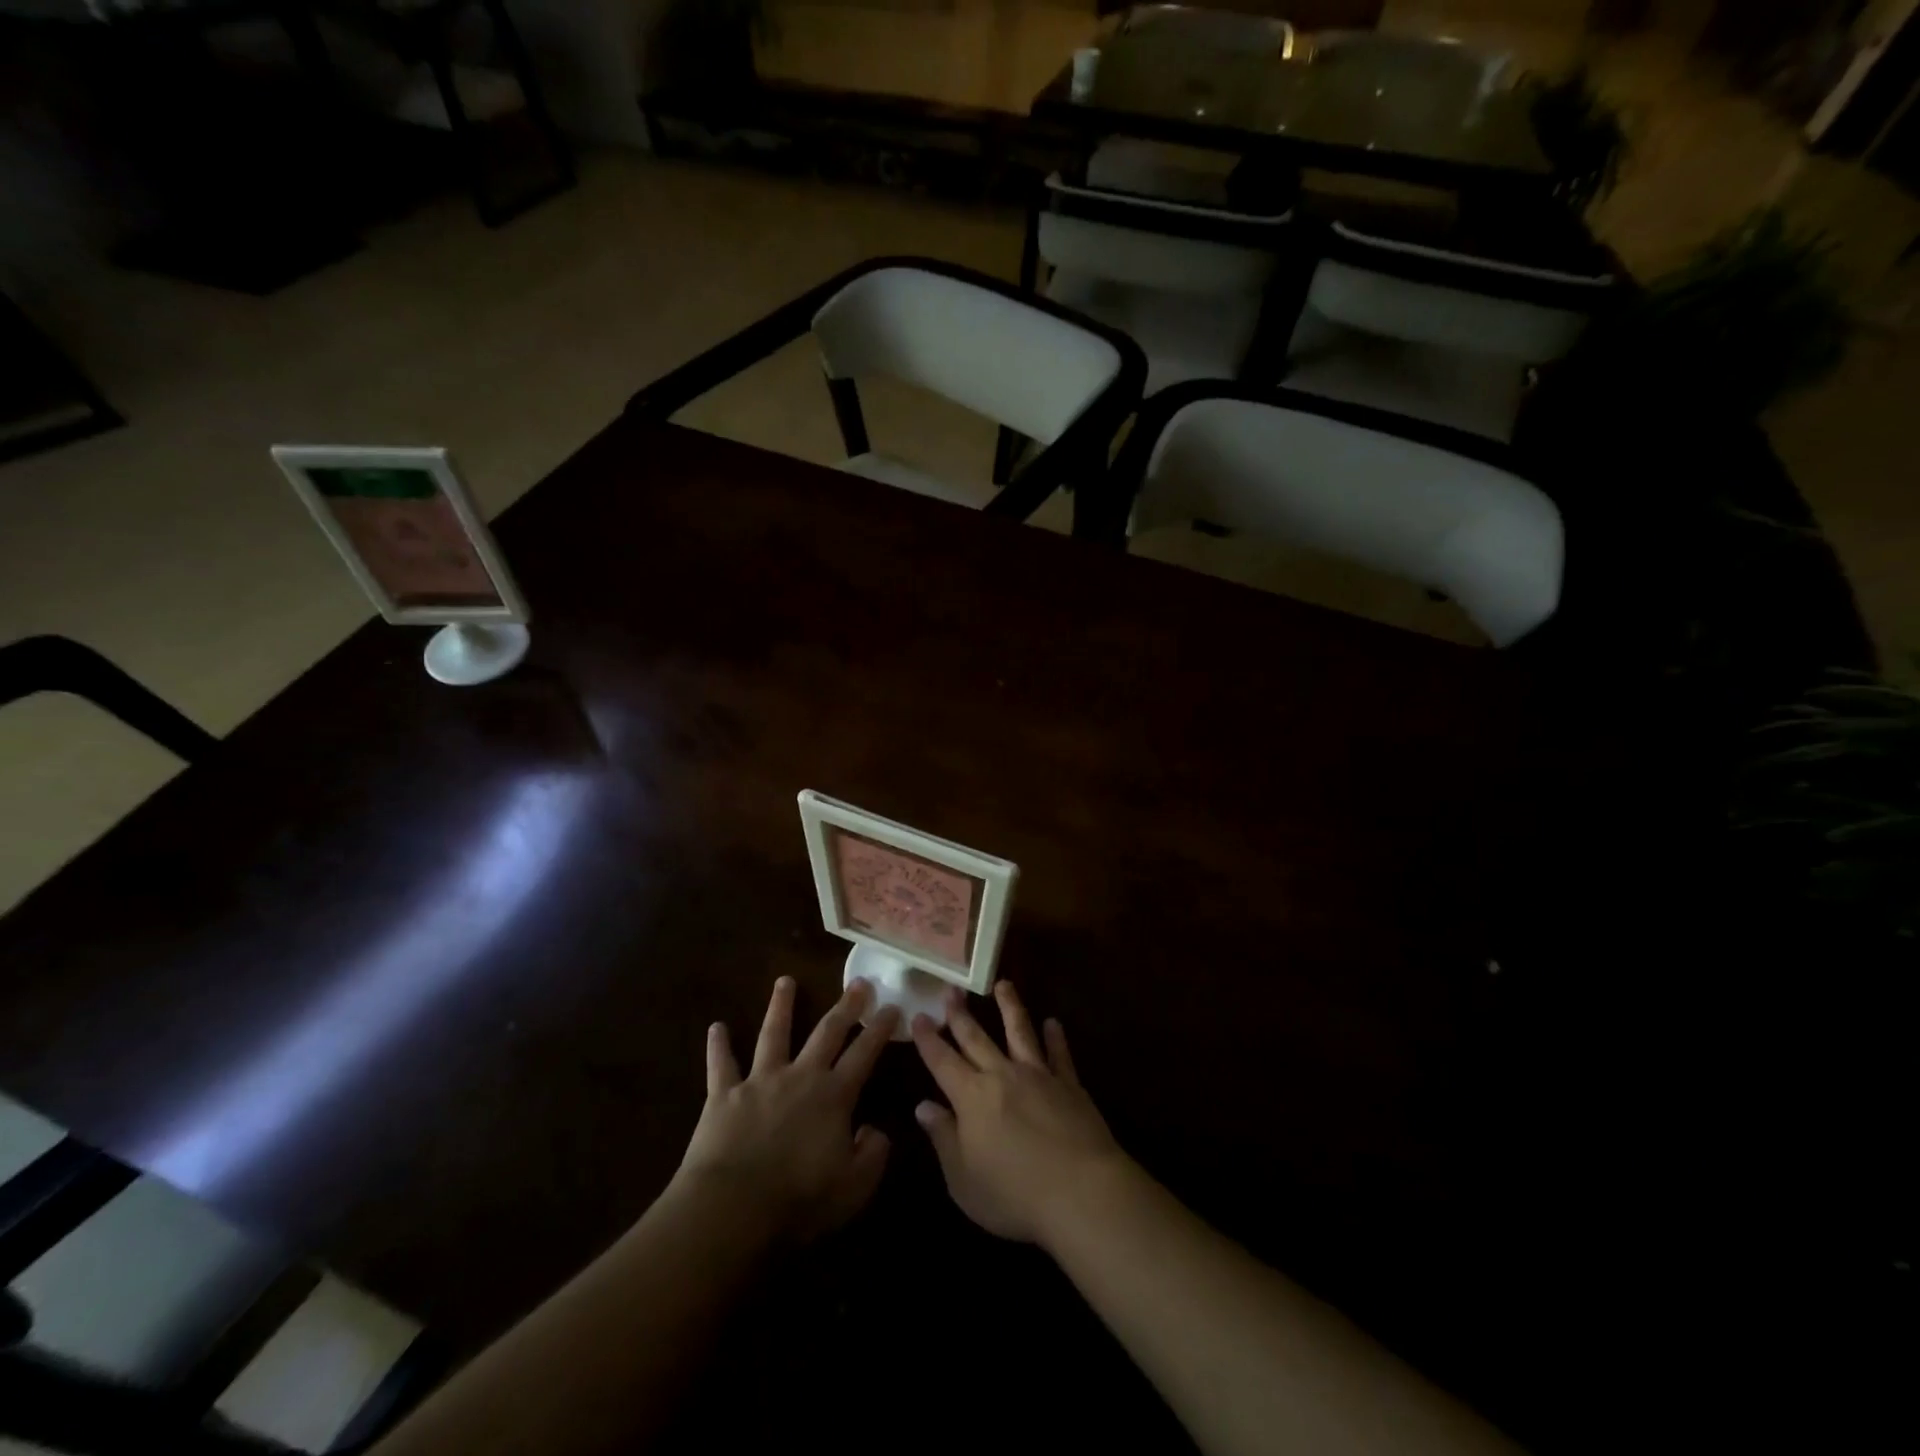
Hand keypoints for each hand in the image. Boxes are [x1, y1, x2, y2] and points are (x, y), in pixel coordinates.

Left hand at [672, 976, 897, 1245]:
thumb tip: (876, 1129)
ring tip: (785, 980)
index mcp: (834, 1095)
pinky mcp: (724, 1095)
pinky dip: (718, 1046)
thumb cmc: (799, 1200)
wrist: (733, 1208)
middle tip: (858, 982)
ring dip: (780, 1006)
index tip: (893, 1006)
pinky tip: (715, 1027)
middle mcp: (800, 1076)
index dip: (880, 1029)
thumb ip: (873, 1154)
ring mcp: (760, 1081)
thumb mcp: (854, 1186)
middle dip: (845, 1006)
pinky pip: (721, 1065)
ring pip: (773, 1033)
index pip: (864, 1053)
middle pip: (827, 1032)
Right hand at [912, 981, 1127, 1247]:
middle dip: (960, 1014)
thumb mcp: (964, 1179)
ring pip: (1020, 1031)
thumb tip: (923, 1106)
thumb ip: (943, 1139)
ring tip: (1003, 984)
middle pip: (976, 1037)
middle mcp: (1002, 1075)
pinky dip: (1056, 1037)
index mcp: (971, 1097)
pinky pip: (1060, 1054)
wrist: (1081, 1192)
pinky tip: (1053, 1023)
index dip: (928, 1039)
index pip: (942, 1061)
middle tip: (950, 988)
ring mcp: (1038, 1075)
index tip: (919, 1015)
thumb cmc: (1014, 1194)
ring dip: (1010, 1007)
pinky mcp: (1069, 1084)